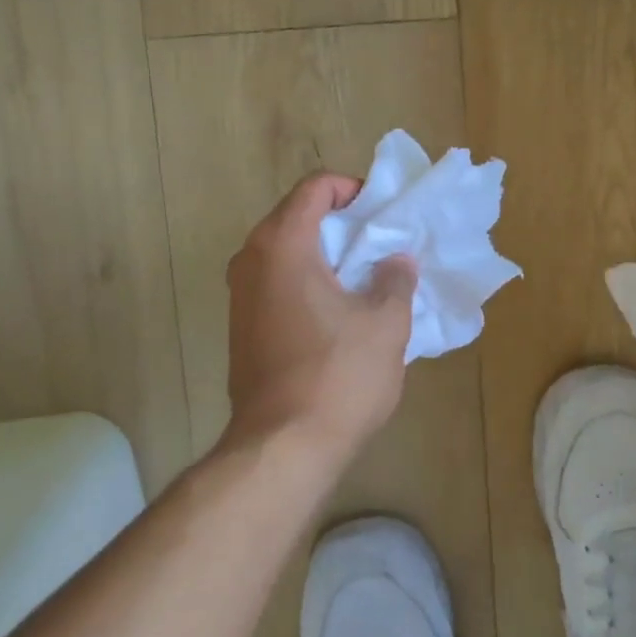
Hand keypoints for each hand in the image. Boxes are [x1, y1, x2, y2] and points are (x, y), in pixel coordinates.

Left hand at [223, 172, 416, 459]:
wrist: (282, 448)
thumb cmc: (338, 374)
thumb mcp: (385, 323)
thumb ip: (394, 280)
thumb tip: (396, 262)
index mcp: (282, 244)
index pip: (314, 188)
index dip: (351, 190)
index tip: (381, 213)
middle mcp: (251, 260)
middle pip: (296, 217)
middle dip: (340, 224)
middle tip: (380, 243)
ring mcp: (240, 296)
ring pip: (286, 253)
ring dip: (324, 255)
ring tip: (365, 277)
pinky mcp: (241, 328)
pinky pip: (277, 284)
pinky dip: (307, 282)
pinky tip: (339, 312)